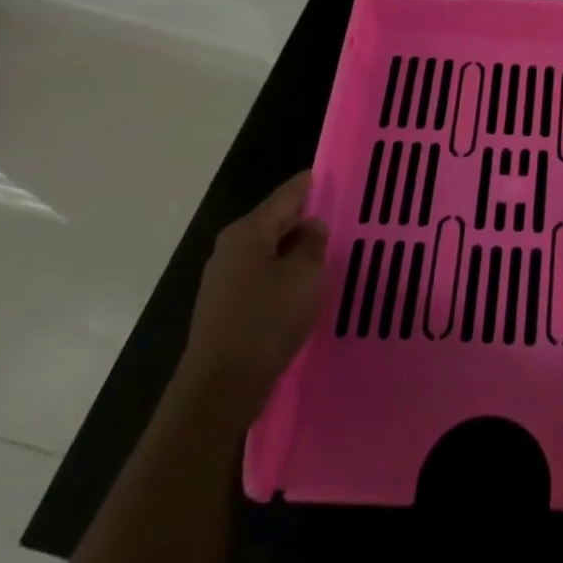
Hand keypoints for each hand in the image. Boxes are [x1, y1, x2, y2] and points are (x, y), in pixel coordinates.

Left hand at [178, 170, 327, 422]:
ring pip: (269, 250)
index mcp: (248, 231)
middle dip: (306, 218)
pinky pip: (262, 276)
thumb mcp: (304, 275)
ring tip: (329, 252)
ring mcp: (224, 278)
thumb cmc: (267, 320)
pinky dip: (284, 274)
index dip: (312, 184)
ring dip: (296, 250)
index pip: (287, 194)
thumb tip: (311, 225)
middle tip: (342, 217)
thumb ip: (312, 243)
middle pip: (275, 221)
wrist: (220, 386)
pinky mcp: (226, 306)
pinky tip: (304, 287)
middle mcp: (231, 247)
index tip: (337, 176)